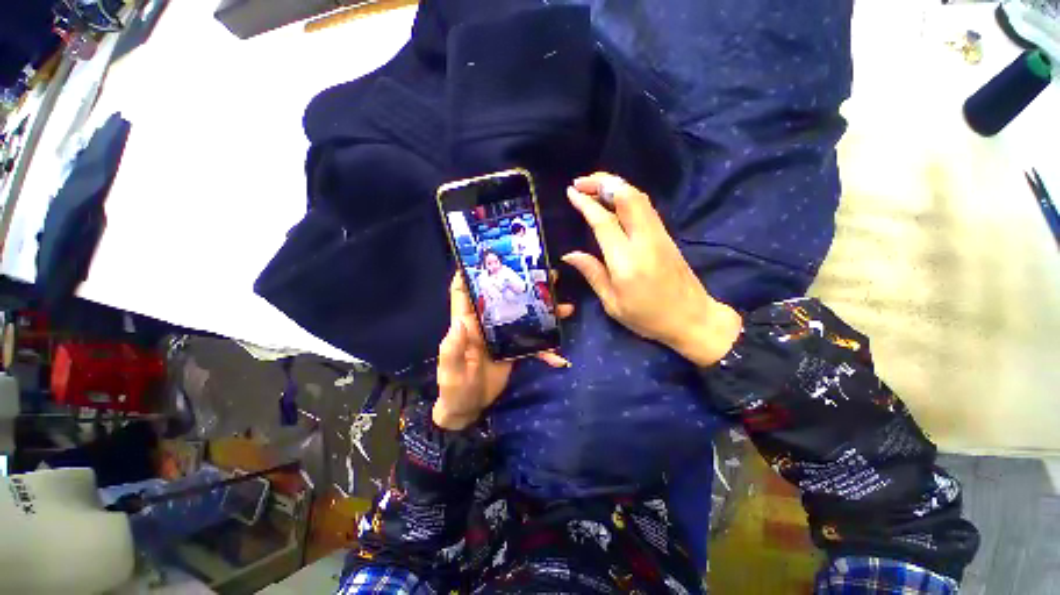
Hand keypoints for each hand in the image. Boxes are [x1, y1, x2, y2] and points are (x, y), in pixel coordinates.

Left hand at [433, 274, 572, 429]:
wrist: (469, 408)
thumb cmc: (454, 388)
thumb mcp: (451, 372)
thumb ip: (453, 349)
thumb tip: (459, 323)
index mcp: (467, 323)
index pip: (464, 292)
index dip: (469, 272)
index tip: (488, 255)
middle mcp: (486, 324)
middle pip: (503, 297)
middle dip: (522, 284)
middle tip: (546, 274)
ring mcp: (502, 335)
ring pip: (524, 316)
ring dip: (544, 312)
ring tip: (565, 306)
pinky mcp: (514, 349)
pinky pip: (532, 344)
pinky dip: (545, 350)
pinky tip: (559, 357)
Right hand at [562, 173, 742, 366]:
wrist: (692, 318)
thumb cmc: (647, 317)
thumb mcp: (612, 303)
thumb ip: (592, 273)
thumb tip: (569, 255)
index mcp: (626, 261)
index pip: (604, 221)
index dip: (586, 203)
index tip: (571, 192)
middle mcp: (644, 241)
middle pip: (627, 197)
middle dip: (602, 182)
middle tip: (581, 182)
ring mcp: (659, 235)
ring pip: (639, 197)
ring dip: (615, 185)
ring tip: (594, 186)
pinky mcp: (666, 236)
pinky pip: (645, 207)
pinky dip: (627, 195)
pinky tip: (615, 200)